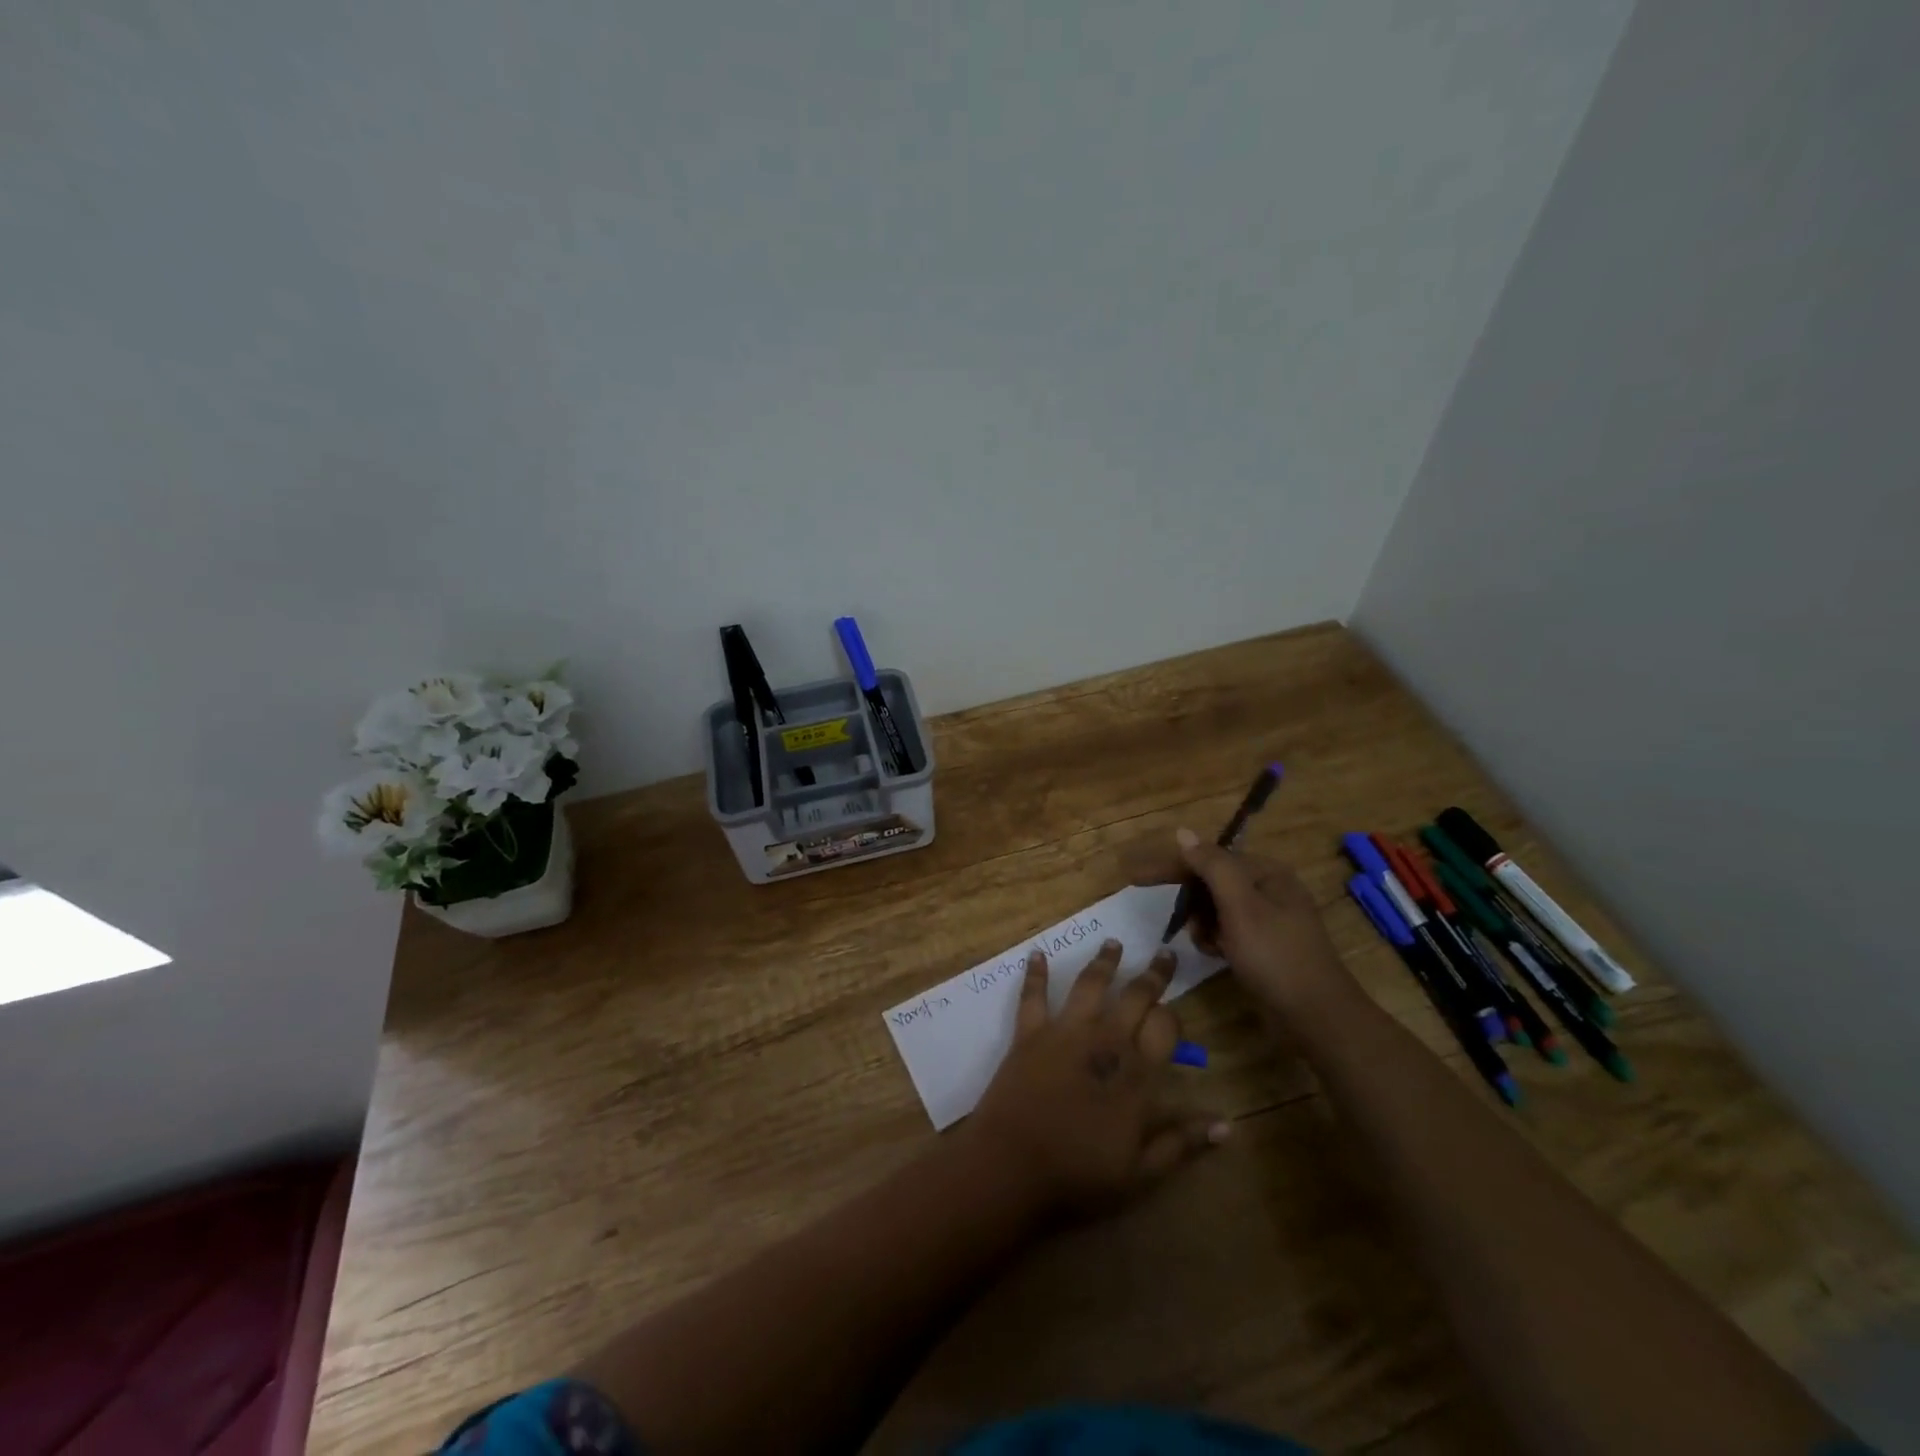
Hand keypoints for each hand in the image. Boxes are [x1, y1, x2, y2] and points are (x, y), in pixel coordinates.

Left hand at [966, 939, 1228, 1219]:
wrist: (1012, 1166)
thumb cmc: (1079, 1175)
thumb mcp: (1141, 1173)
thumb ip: (1181, 1143)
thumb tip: (1227, 1126)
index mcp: (1136, 1073)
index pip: (1165, 1028)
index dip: (1174, 1017)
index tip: (1175, 1013)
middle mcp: (1105, 1040)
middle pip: (1135, 996)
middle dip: (1153, 974)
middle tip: (1164, 953)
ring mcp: (1064, 1032)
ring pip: (1090, 984)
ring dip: (1104, 962)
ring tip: (1114, 942)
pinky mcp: (1029, 1033)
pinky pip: (1033, 996)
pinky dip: (1035, 973)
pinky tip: (1036, 953)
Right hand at [1123, 829, 1354, 1017]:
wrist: (1316, 1016)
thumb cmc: (1275, 956)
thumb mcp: (1240, 906)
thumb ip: (1212, 866)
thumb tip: (1183, 833)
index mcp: (1266, 872)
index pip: (1208, 858)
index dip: (1171, 866)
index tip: (1133, 879)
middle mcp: (1269, 888)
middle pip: (1212, 881)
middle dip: (1191, 900)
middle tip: (1176, 922)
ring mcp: (1268, 918)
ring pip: (1217, 907)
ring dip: (1202, 922)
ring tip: (1203, 943)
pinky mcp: (1265, 945)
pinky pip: (1228, 929)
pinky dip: (1215, 938)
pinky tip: (1214, 953)